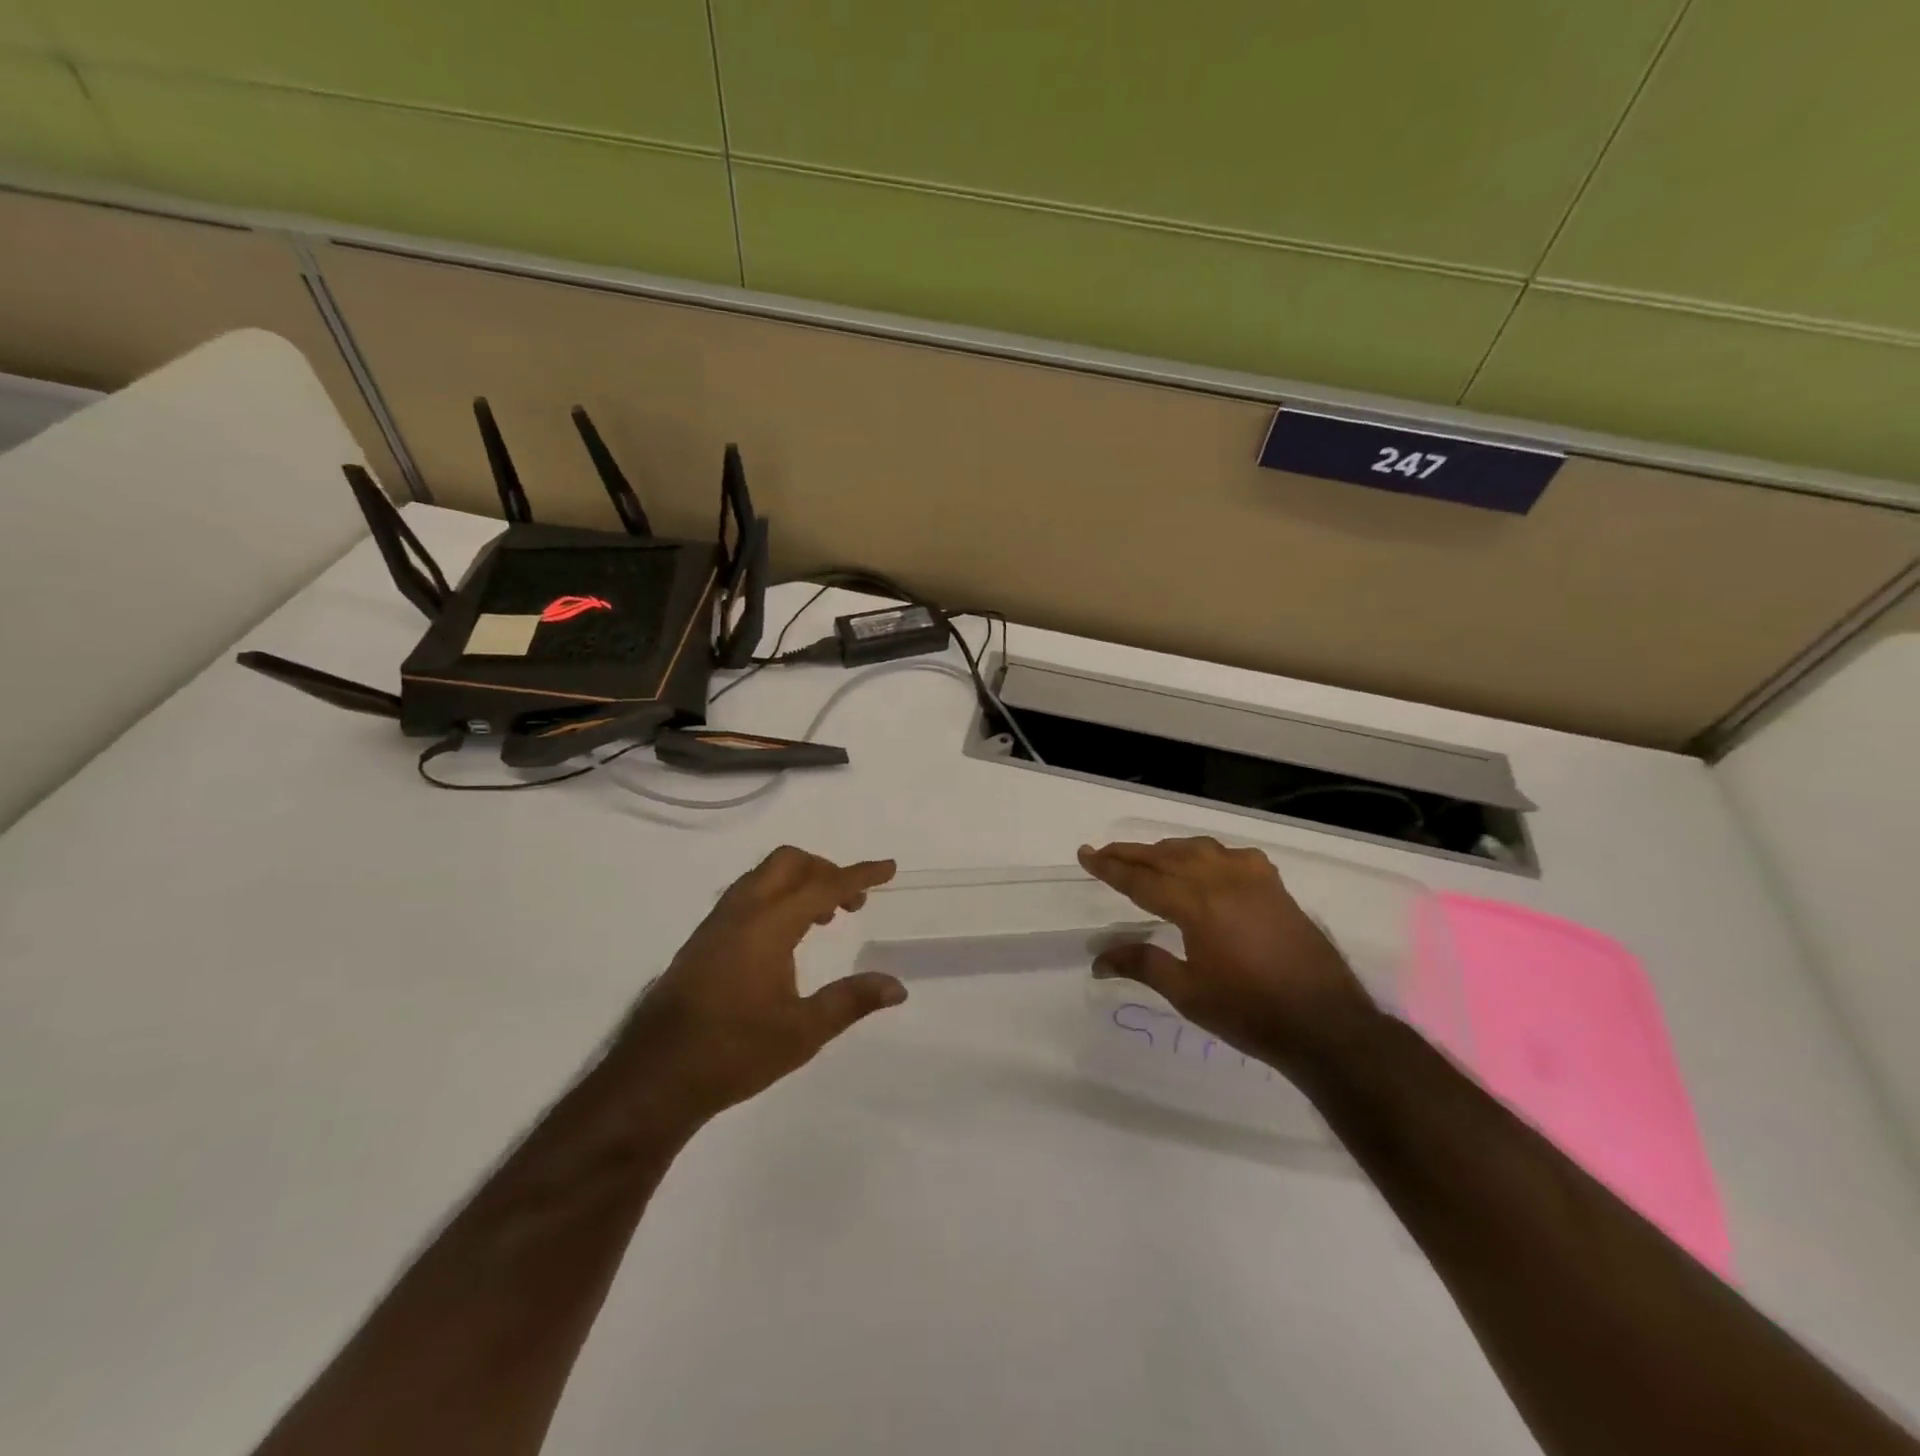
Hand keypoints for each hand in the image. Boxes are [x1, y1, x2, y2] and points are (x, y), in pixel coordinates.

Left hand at [613, 847, 905, 1124]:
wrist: (655, 1077)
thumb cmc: (734, 1052)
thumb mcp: (803, 1032)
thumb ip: (851, 1001)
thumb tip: (897, 987)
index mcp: (768, 925)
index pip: (824, 885)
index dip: (860, 875)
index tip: (888, 867)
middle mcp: (741, 912)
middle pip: (788, 862)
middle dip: (826, 870)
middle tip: (851, 902)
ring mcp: (716, 923)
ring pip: (763, 876)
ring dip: (799, 882)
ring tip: (824, 918)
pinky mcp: (702, 940)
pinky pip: (747, 895)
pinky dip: (776, 896)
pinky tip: (785, 938)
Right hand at [1077, 837, 1378, 1074]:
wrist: (1324, 1022)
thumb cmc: (1250, 1012)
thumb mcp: (1188, 993)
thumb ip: (1143, 965)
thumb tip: (1098, 959)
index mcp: (1196, 905)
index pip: (1141, 879)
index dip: (1109, 868)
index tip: (1085, 855)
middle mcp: (1222, 880)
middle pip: (1165, 857)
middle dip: (1131, 854)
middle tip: (1103, 853)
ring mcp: (1252, 879)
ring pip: (1198, 849)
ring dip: (1167, 850)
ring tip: (1146, 857)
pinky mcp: (1274, 886)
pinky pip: (1232, 855)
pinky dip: (1208, 854)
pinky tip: (1206, 865)